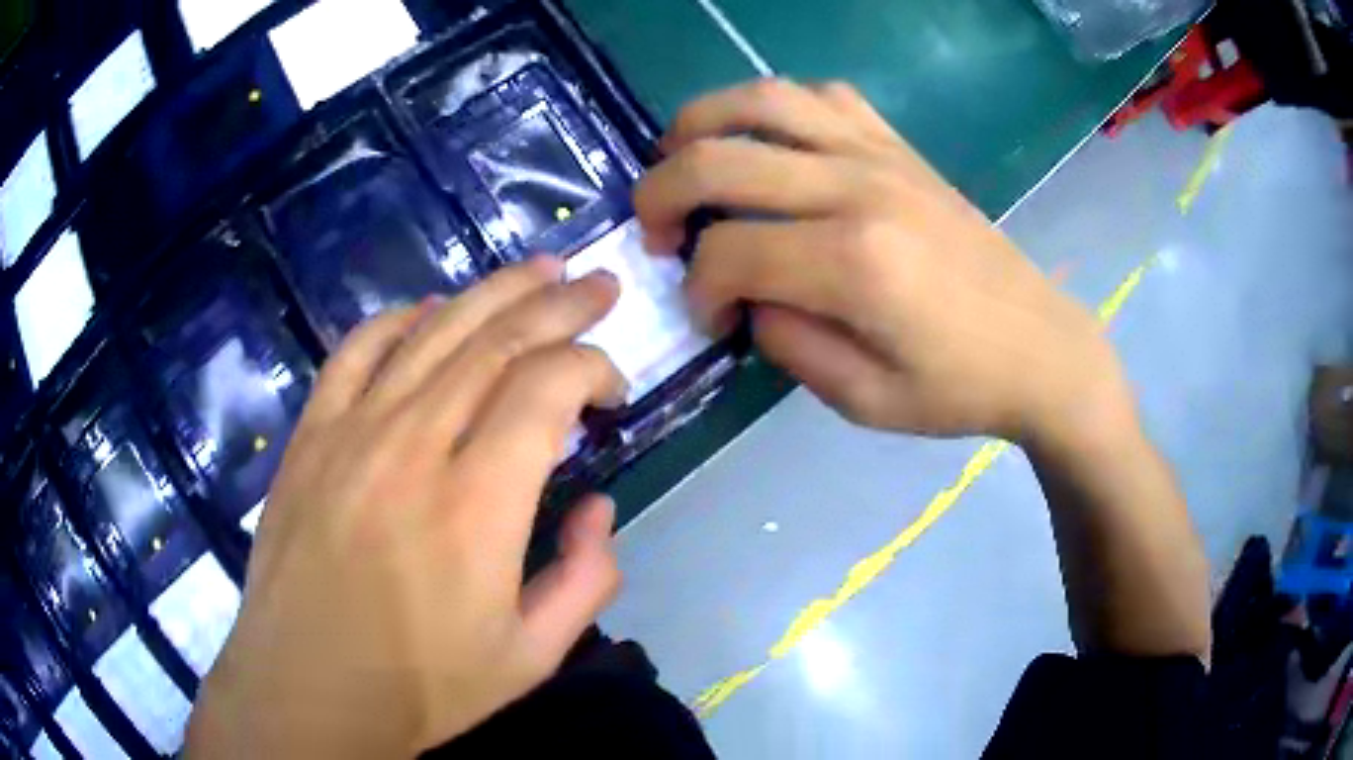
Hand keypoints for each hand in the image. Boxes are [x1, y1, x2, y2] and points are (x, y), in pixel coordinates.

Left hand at [187, 259, 625, 757]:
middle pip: (497, 338)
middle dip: (560, 302)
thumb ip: (586, 577)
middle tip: (598, 284)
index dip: (594, 365)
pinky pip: (357, 351)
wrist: (307, 688)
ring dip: (494, 291)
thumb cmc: (421, 686)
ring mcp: (352, 431)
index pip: (549, 385)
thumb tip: (596, 505)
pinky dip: (400, 320)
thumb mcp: (530, 656)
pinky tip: (430, 311)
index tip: (612, 390)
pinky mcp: (310, 435)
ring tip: (538, 270)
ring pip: (433, 329)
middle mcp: (415, 444)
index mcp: (478, 504)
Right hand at [636, 79, 1132, 444]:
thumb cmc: (958, 387)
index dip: (697, 289)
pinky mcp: (901, 147)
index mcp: (853, 264)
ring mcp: (882, 155)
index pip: (728, 253)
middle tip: (657, 232)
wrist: (1040, 347)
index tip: (711, 319)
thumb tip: (745, 295)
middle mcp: (859, 188)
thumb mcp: (863, 400)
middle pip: (720, 159)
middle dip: (662, 193)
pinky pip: (824, 96)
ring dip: (701, 122)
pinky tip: (767, 139)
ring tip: (682, 157)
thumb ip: (787, 343)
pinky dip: (776, 106)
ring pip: (763, 101)